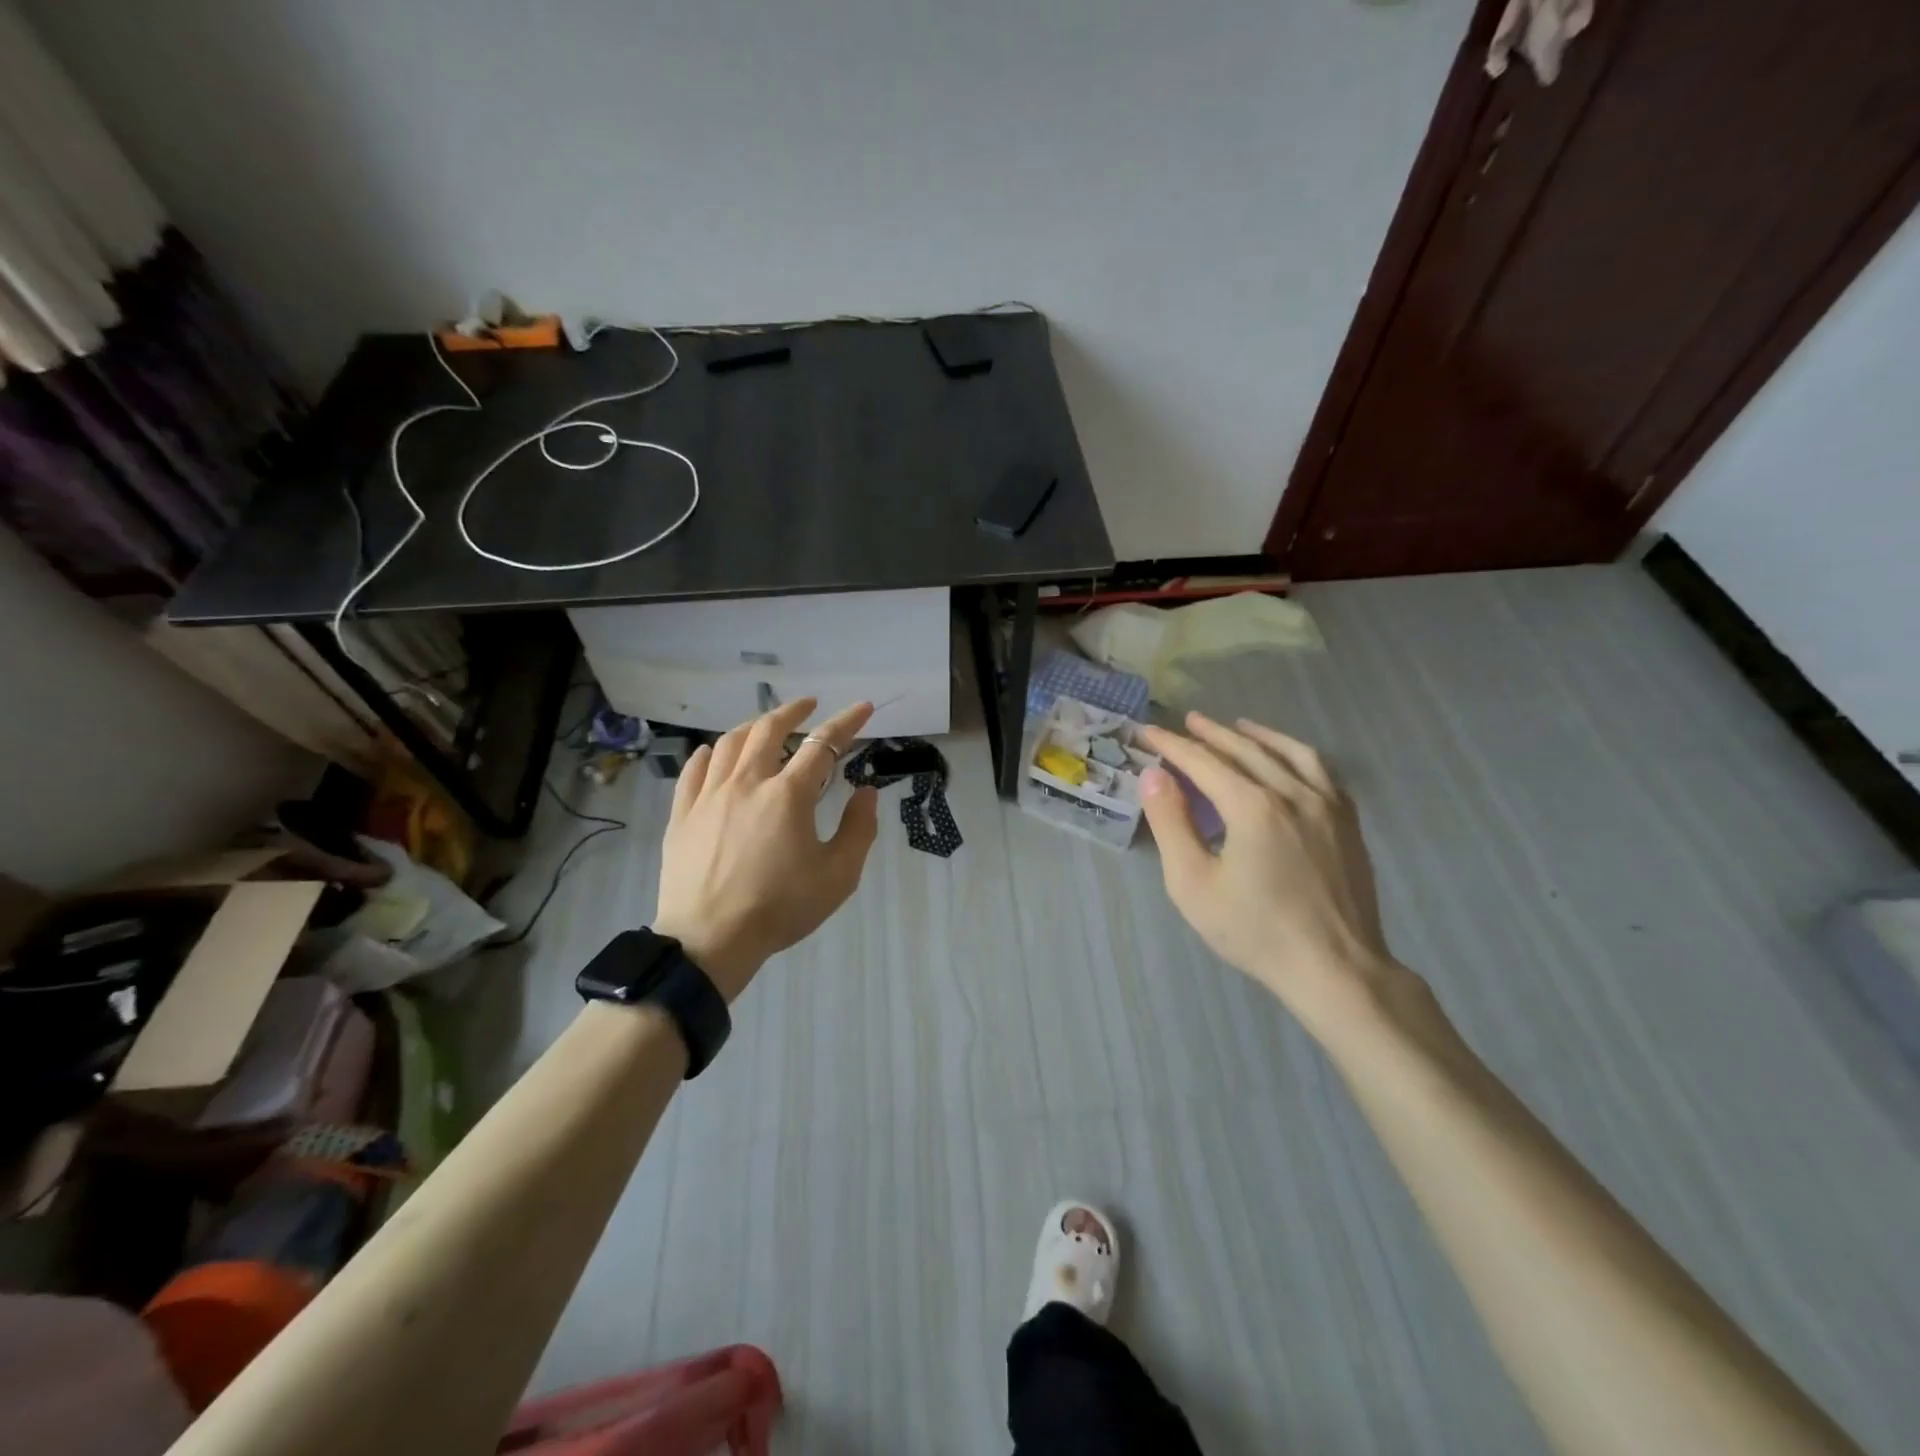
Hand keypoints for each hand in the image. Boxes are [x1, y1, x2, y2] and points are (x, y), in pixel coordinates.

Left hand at [653, 698, 878, 1001]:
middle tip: (809, 705)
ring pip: (729, 743)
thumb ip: (859, 829)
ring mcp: (709, 796)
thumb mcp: (838, 876)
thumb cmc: (780, 908)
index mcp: (788, 795)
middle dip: (793, 710)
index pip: (823, 744)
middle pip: (769, 729)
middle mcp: (747, 782)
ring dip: (752, 726)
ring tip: (765, 726)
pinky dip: (709, 753)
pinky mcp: (682, 814)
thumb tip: (865, 792)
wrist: (709, 940)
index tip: (863, 707)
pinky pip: (694, 769)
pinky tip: (714, 753)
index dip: (847, 721)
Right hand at [1138, 712, 1399, 1031]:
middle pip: (1245, 749)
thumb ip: (1171, 824)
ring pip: (1289, 753)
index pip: (1202, 761)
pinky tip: (1288, 760)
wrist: (1335, 968)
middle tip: (1185, 723)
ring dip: (1257, 735)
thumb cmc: (1255, 930)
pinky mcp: (1348, 822)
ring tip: (1237, 726)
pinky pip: (1321, 771)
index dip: (1171, 745)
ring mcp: (1327, 805)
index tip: (1147, 733)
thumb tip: (1154, 776)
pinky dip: (1295, 754)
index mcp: (1252, 806)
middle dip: (1210, 734)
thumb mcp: (1193, 883)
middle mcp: (1292, 792)